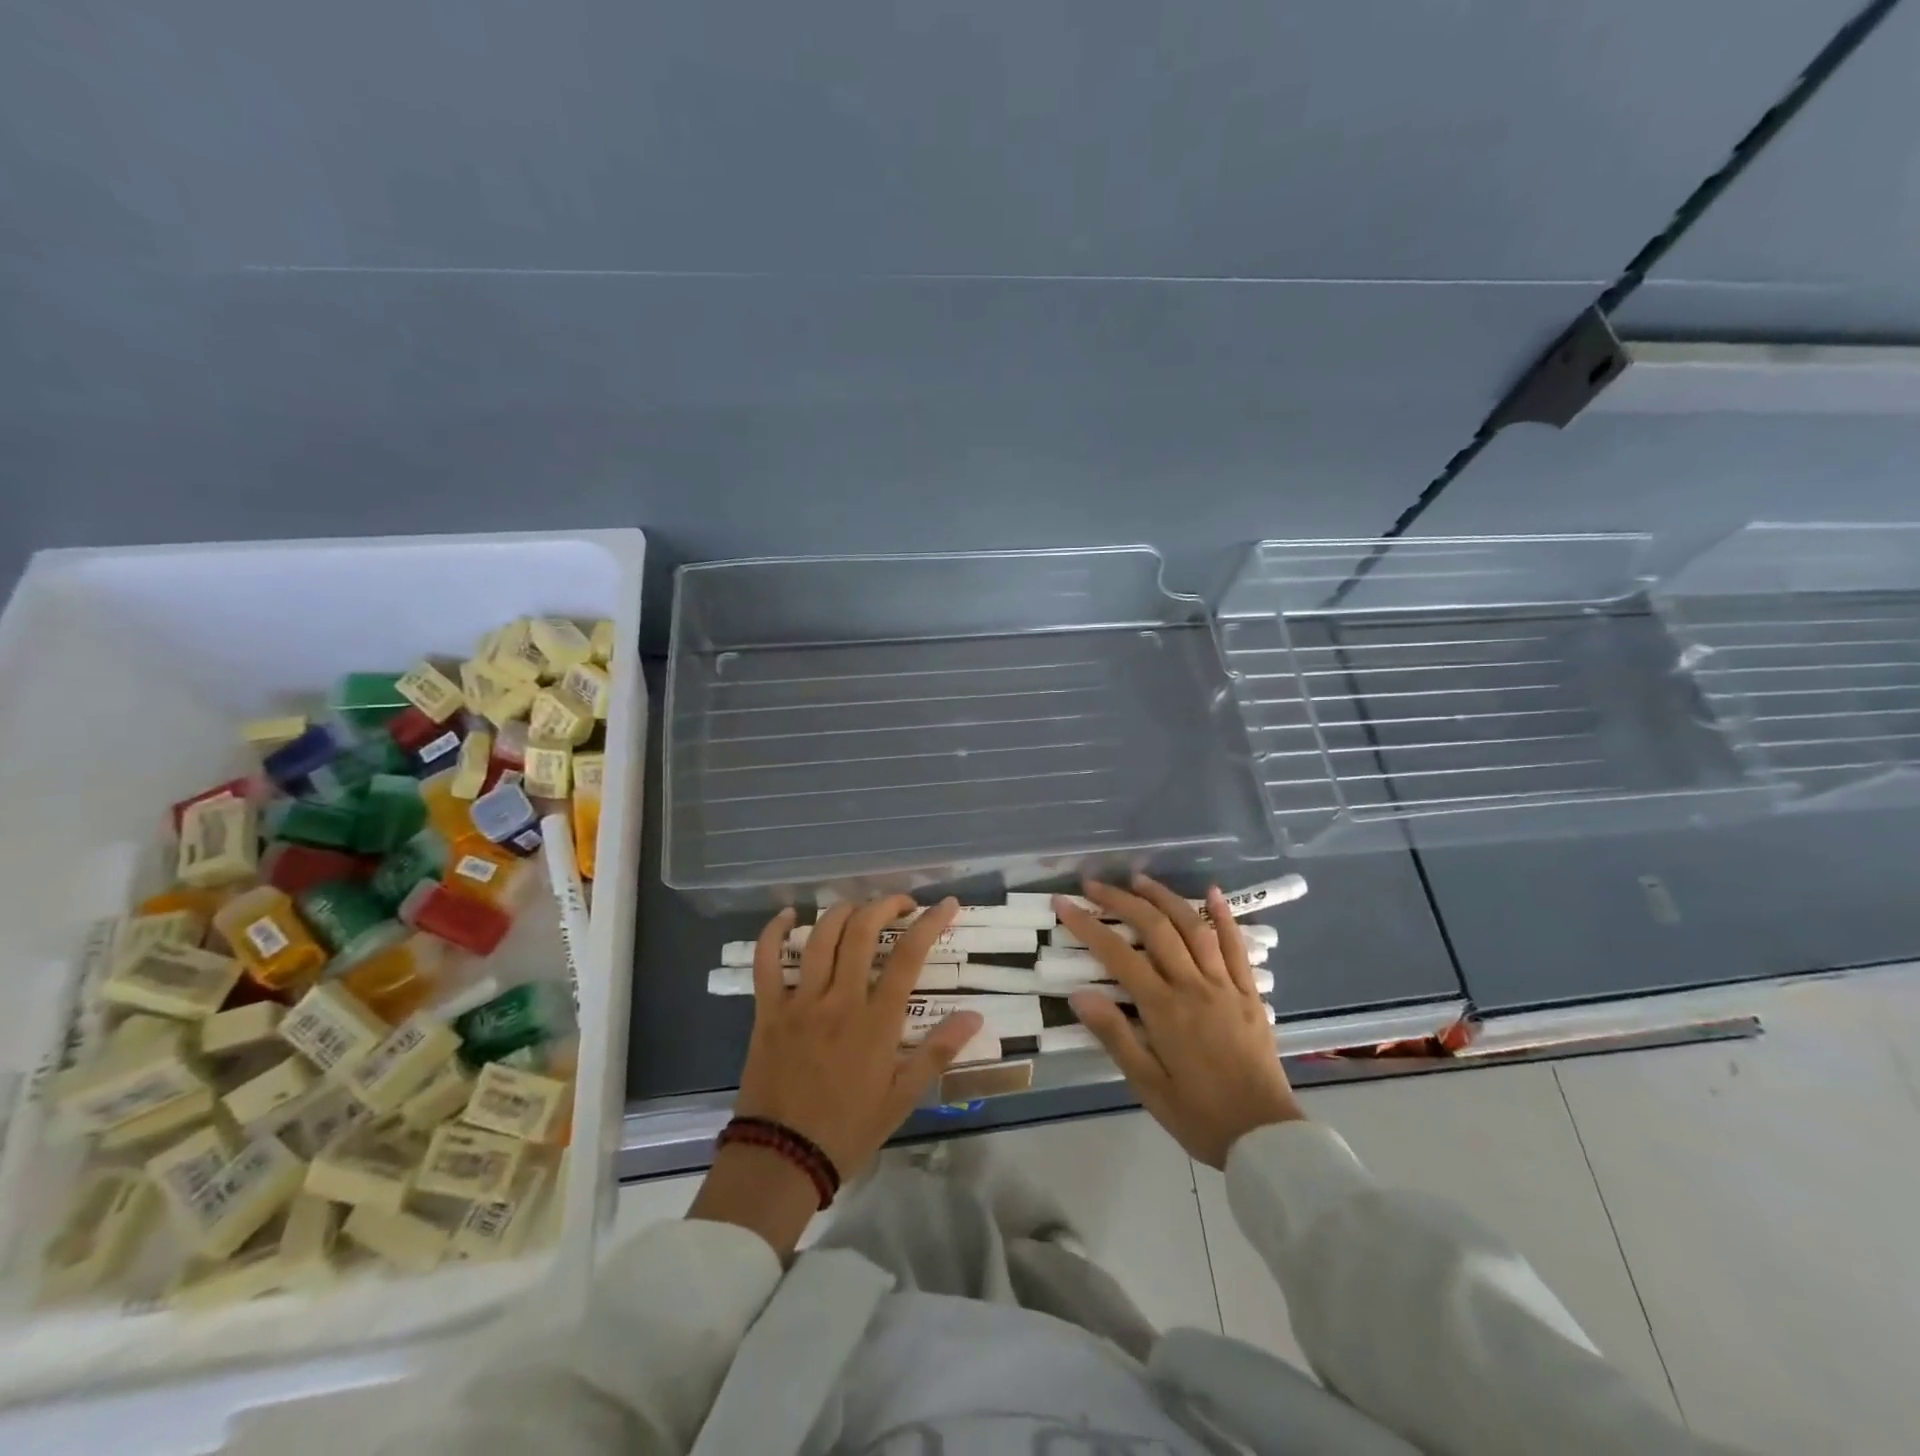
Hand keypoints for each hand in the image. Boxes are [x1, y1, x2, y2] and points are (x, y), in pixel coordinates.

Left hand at [693, 896, 985, 1253]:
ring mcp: (800, 1002)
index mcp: (876, 1021)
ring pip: (820, 937)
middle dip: (885, 905)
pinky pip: (766, 961)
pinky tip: (789, 915)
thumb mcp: (902, 1098)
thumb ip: (938, 1052)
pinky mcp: (768, 1010)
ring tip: (859, 907)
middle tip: (901, 903)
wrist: (781, 1158)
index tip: (945, 904)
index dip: (930, 923)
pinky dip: (774, 932)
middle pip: (862, 932)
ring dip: (842, 912)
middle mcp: (839, 1001)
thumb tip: (974, 1016)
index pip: (908, 956)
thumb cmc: (848, 1129)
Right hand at [1056, 876, 1304, 1167]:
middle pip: (1155, 929)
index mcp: (1165, 1010)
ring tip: (1140, 880)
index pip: (1117, 955)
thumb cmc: (1199, 1115)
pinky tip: (1212, 893)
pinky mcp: (1249, 993)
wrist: (1264, 1137)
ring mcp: (1225, 986)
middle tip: (1095, 885)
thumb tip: (1080, 994)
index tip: (1064, 904)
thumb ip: (1115, 1036)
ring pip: (1194, 928)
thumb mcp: (1147, 1086)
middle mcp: (1194, 986)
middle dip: (1121, 901)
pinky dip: (1224, 916)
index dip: (1087, 925)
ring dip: (1165, 898)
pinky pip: (1237, 946)